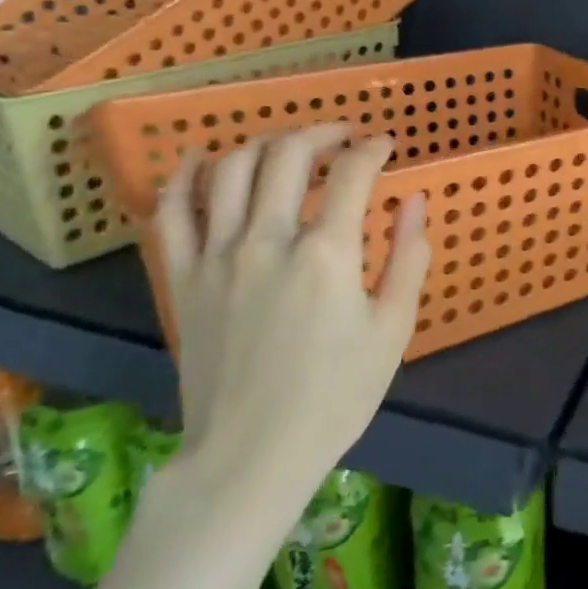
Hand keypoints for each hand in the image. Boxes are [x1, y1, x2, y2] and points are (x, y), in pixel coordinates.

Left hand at [153, 127, 428, 532]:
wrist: (251, 456)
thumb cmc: (334, 396)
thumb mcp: (392, 330)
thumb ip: (408, 258)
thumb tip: (415, 202)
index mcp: (326, 254)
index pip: (353, 174)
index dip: (373, 149)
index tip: (385, 145)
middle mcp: (268, 240)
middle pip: (289, 155)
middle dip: (322, 132)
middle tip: (343, 137)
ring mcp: (217, 256)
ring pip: (231, 169)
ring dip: (264, 144)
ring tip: (287, 148)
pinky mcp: (182, 278)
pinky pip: (172, 212)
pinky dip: (184, 177)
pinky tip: (201, 161)